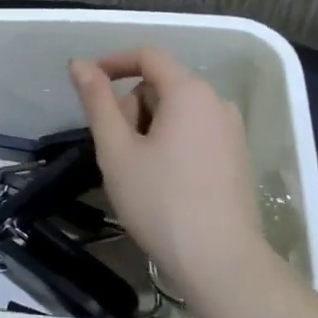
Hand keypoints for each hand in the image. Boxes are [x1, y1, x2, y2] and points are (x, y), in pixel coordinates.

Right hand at [69, 47, 261, 295]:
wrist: (220, 262)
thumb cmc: (160, 201)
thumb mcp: (117, 150)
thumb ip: (97, 101)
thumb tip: (79, 63)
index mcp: (189, 92)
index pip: (148, 56)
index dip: (114, 63)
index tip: (88, 85)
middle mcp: (216, 102)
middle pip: (162, 85)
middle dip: (131, 107)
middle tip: (115, 149)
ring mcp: (232, 131)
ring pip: (178, 112)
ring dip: (149, 128)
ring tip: (137, 171)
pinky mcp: (237, 157)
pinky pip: (195, 132)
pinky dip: (171, 143)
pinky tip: (163, 182)